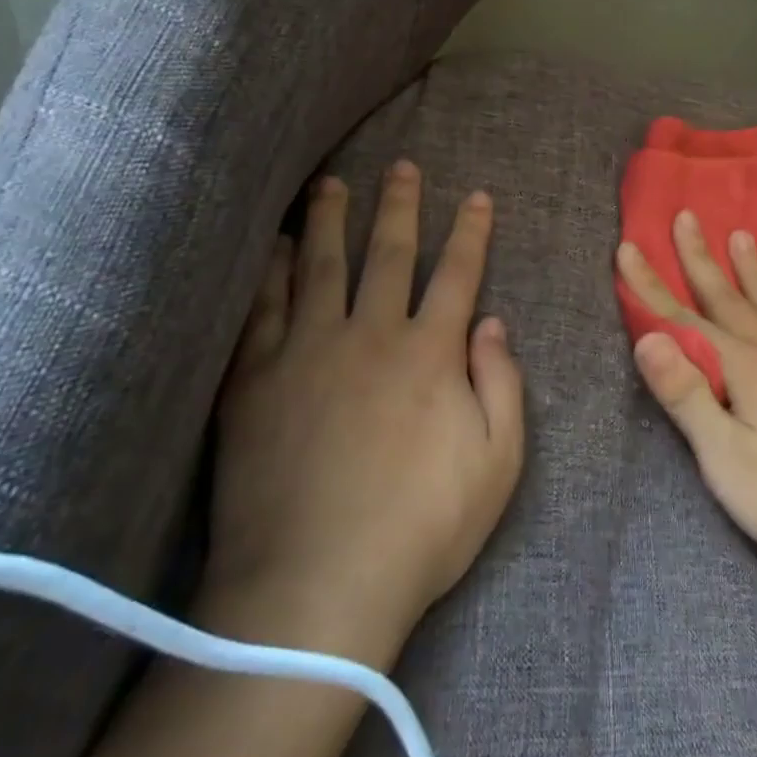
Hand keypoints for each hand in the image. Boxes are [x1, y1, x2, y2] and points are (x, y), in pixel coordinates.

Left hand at [204, 160, 524, 641]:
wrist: (314, 589)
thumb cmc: (421, 529)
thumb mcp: (497, 463)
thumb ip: (502, 384)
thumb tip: (493, 323)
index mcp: (430, 355)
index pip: (458, 275)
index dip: (471, 232)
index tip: (476, 196)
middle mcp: (370, 337)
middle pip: (388, 255)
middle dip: (399, 207)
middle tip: (402, 167)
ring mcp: (306, 354)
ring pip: (320, 267)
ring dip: (329, 221)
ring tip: (331, 183)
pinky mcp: (255, 382)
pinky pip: (262, 310)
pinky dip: (269, 272)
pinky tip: (272, 247)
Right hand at [617, 210, 756, 591]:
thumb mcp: (724, 457)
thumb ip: (685, 393)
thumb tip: (647, 336)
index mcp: (744, 368)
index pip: (683, 320)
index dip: (651, 286)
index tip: (628, 247)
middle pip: (729, 299)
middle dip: (701, 259)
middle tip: (687, 217)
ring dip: (752, 270)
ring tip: (742, 235)